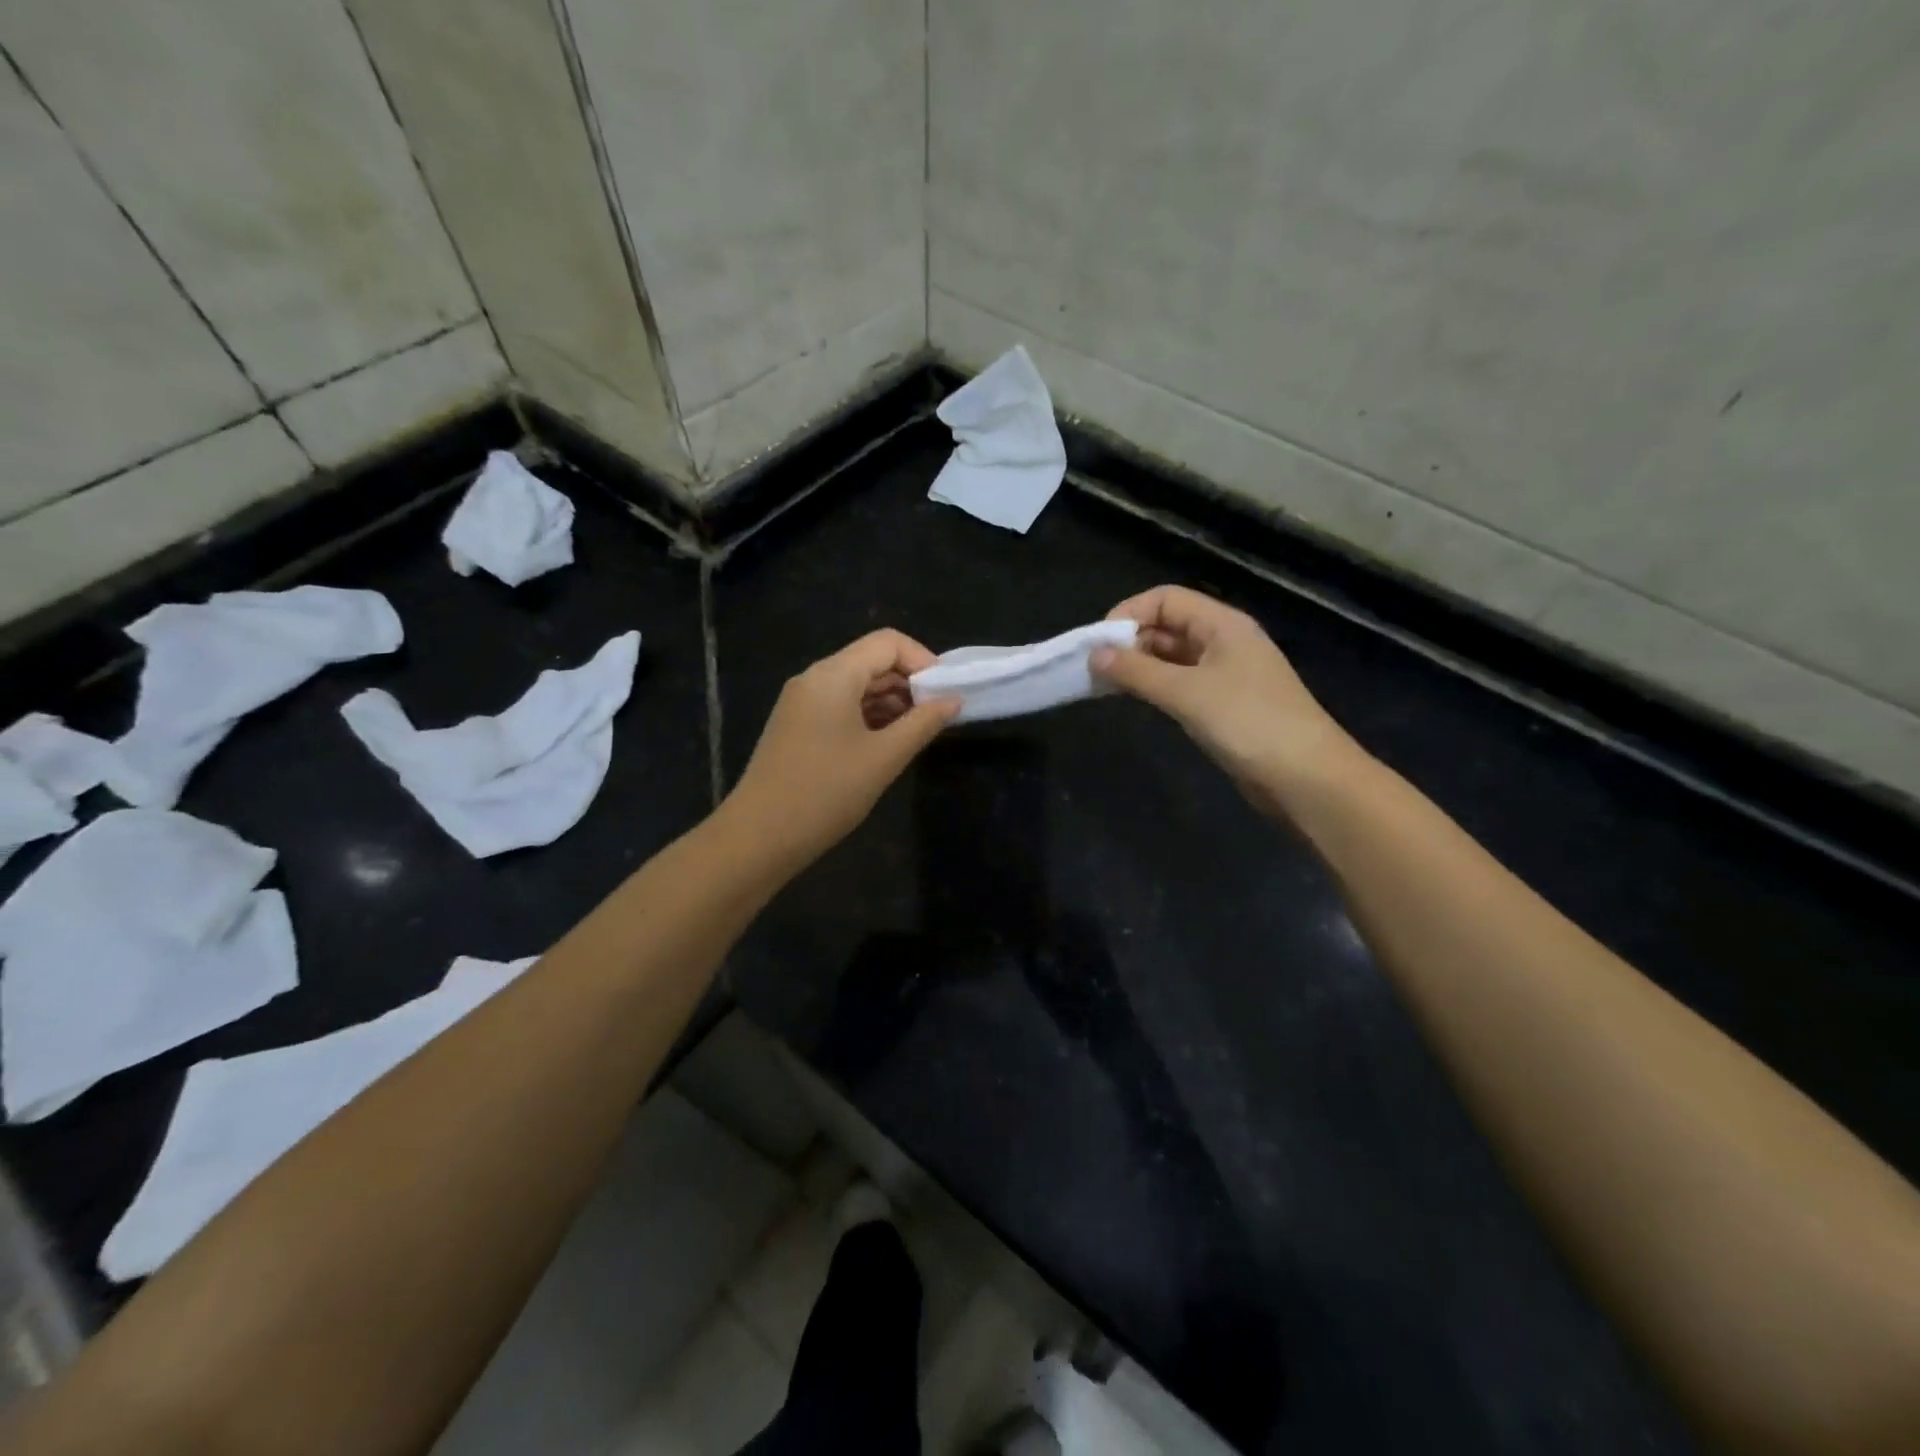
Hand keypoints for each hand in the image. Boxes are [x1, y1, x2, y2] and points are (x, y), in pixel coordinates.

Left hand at [722, 629, 959, 872]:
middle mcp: (814, 678)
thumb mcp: (884, 758)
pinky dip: (868, 715)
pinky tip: (887, 742)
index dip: (923, 660)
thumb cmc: (826, 793)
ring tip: (917, 732)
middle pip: (871, 660)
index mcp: (833, 675)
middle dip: (909, 682)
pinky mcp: (796, 725)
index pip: (888, 642)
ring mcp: (801, 702)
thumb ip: (923, 723)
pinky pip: (840, 705)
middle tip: (937, 716)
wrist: (759, 837)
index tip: (945, 693)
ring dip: (890, 701)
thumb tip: (953, 700)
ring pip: (856, 684)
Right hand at [1091, 585, 1360, 808]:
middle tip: (1095, 669)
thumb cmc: (1249, 723)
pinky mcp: (1223, 705)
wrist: (1306, 778)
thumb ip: (1137, 672)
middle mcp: (1224, 642)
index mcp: (1222, 625)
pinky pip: (1180, 683)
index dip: (1129, 613)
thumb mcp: (1187, 693)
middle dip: (1130, 642)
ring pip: (1172, 657)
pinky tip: (1134, 700)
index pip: (1166, 599)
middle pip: (1167, 626)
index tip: (1098, 644)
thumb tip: (1094, 654)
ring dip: (1139, 666)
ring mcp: (1225, 674)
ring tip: (1105, 686)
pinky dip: (1155, 687)